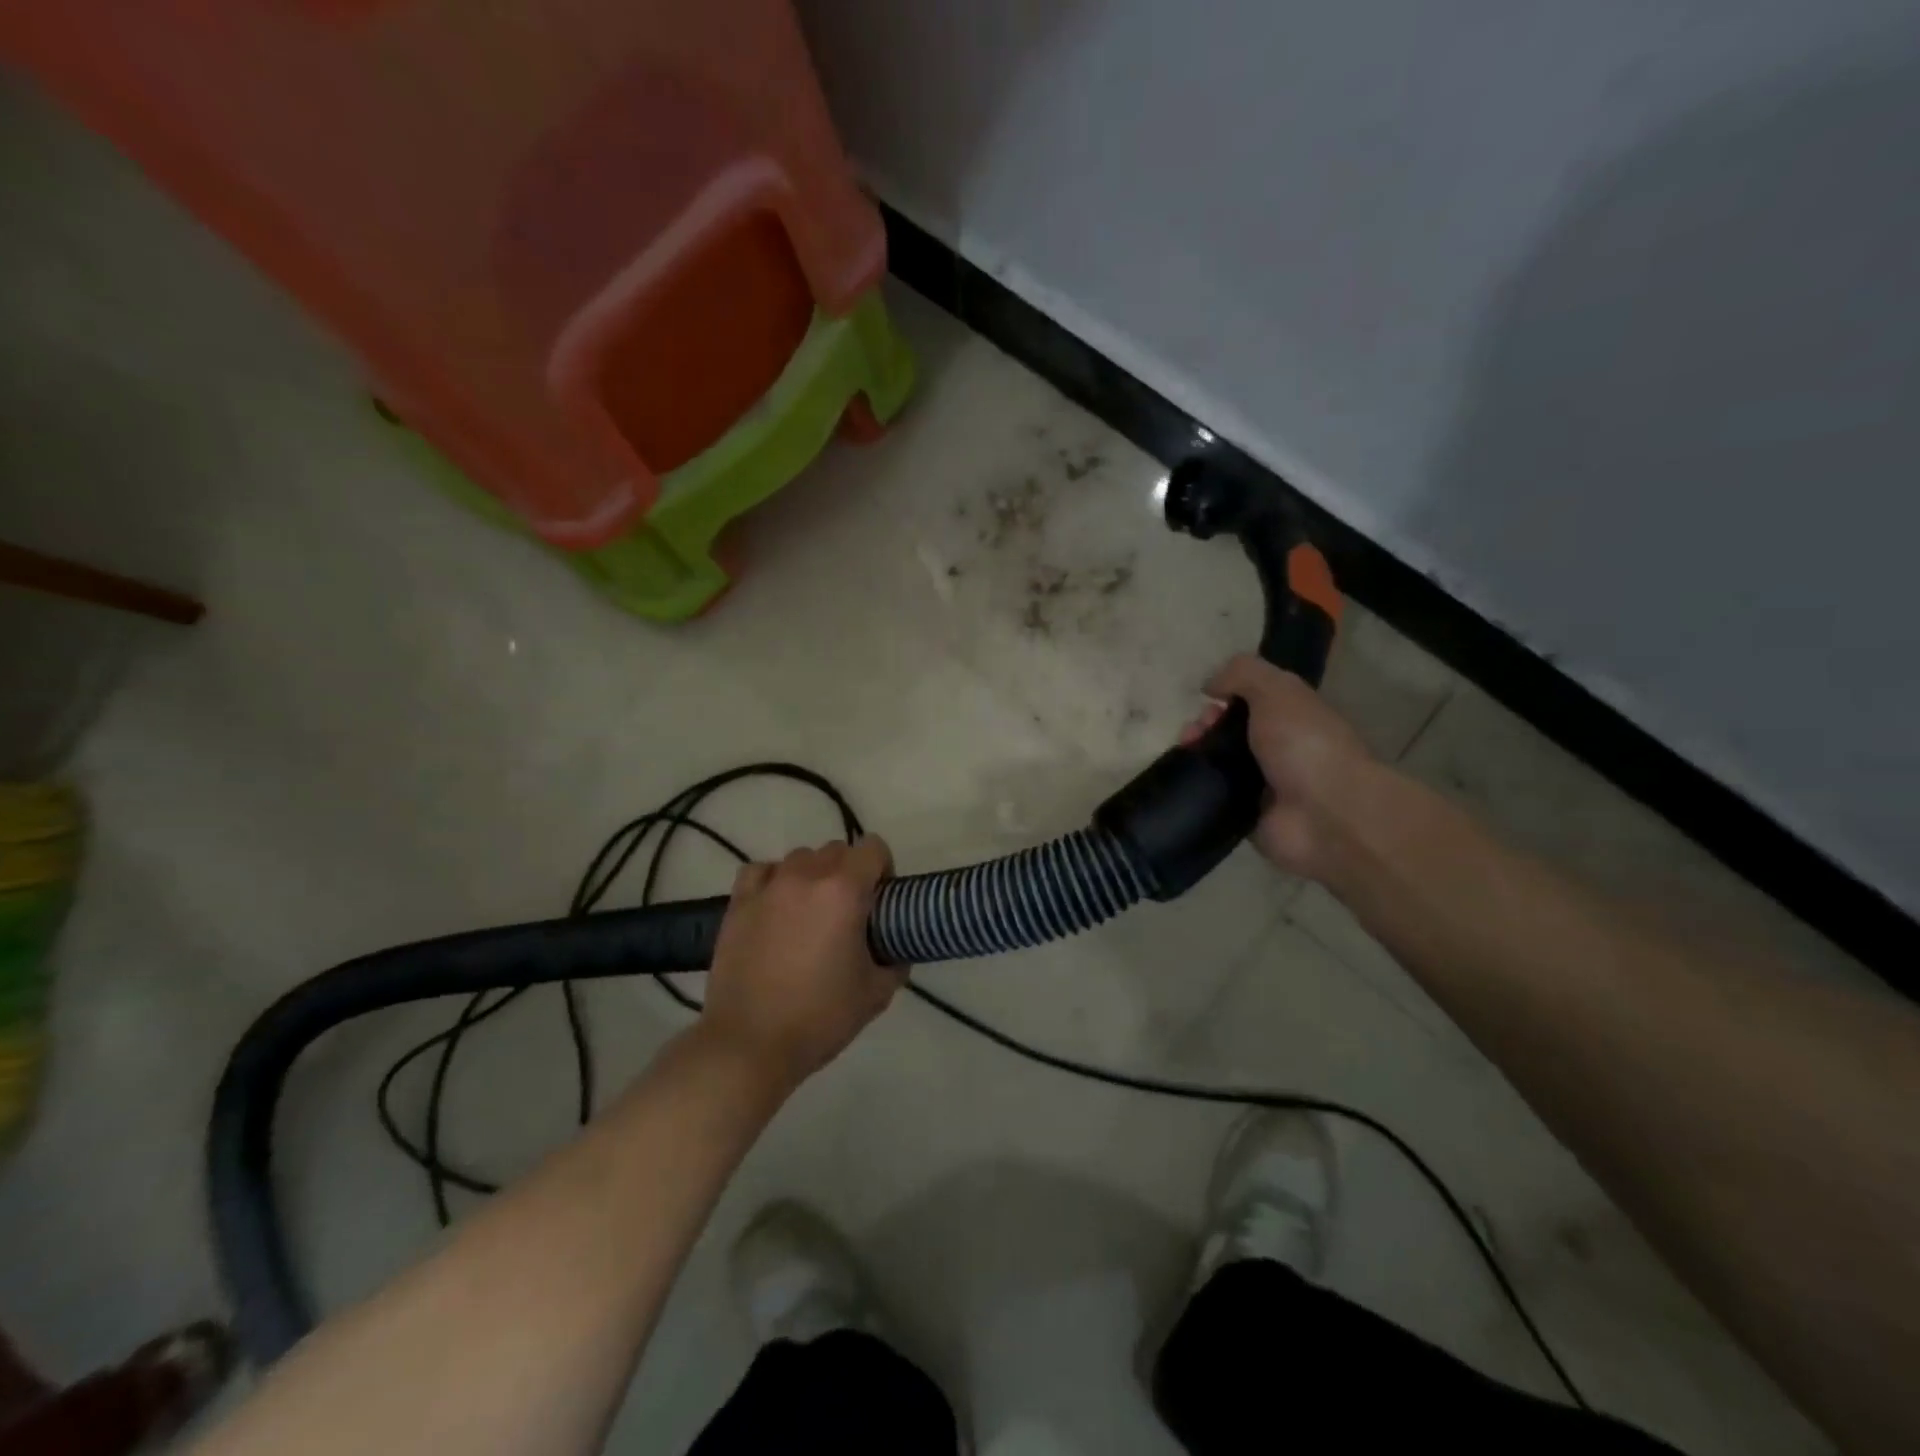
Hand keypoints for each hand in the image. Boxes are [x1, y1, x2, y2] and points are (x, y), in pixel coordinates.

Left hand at [699, 837, 903, 1092]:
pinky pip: (762, 871)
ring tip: (811, 913)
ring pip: (800, 858)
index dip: (884, 869)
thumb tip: (897, 951)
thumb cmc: (820, 1017)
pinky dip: (774, 880)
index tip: (882, 901)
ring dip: (814, 875)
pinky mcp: (738, 903)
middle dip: (850, 872)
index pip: (873, 848)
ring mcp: (768, 887)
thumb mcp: (876, 994)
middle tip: (850, 913)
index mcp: (844, 891)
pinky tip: (777, 906)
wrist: (750, 1044)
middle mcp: (806, 877)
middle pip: (837, 850)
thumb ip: (895, 962)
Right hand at [1182, 655, 1377, 879]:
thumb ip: (1242, 674)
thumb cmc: (1304, 744)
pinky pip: (1213, 796)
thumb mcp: (1277, 690)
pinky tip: (1185, 780)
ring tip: (1184, 755)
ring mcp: (1262, 784)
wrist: (1325, 815)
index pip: (1250, 700)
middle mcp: (1278, 748)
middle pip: (1228, 731)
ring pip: (1216, 762)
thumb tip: (1210, 684)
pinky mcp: (1246, 815)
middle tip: (1193, 735)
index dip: (1224, 695)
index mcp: (1292, 715)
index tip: (1208, 701)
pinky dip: (1197, 787)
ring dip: (1196, 754)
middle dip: (1203, 726)